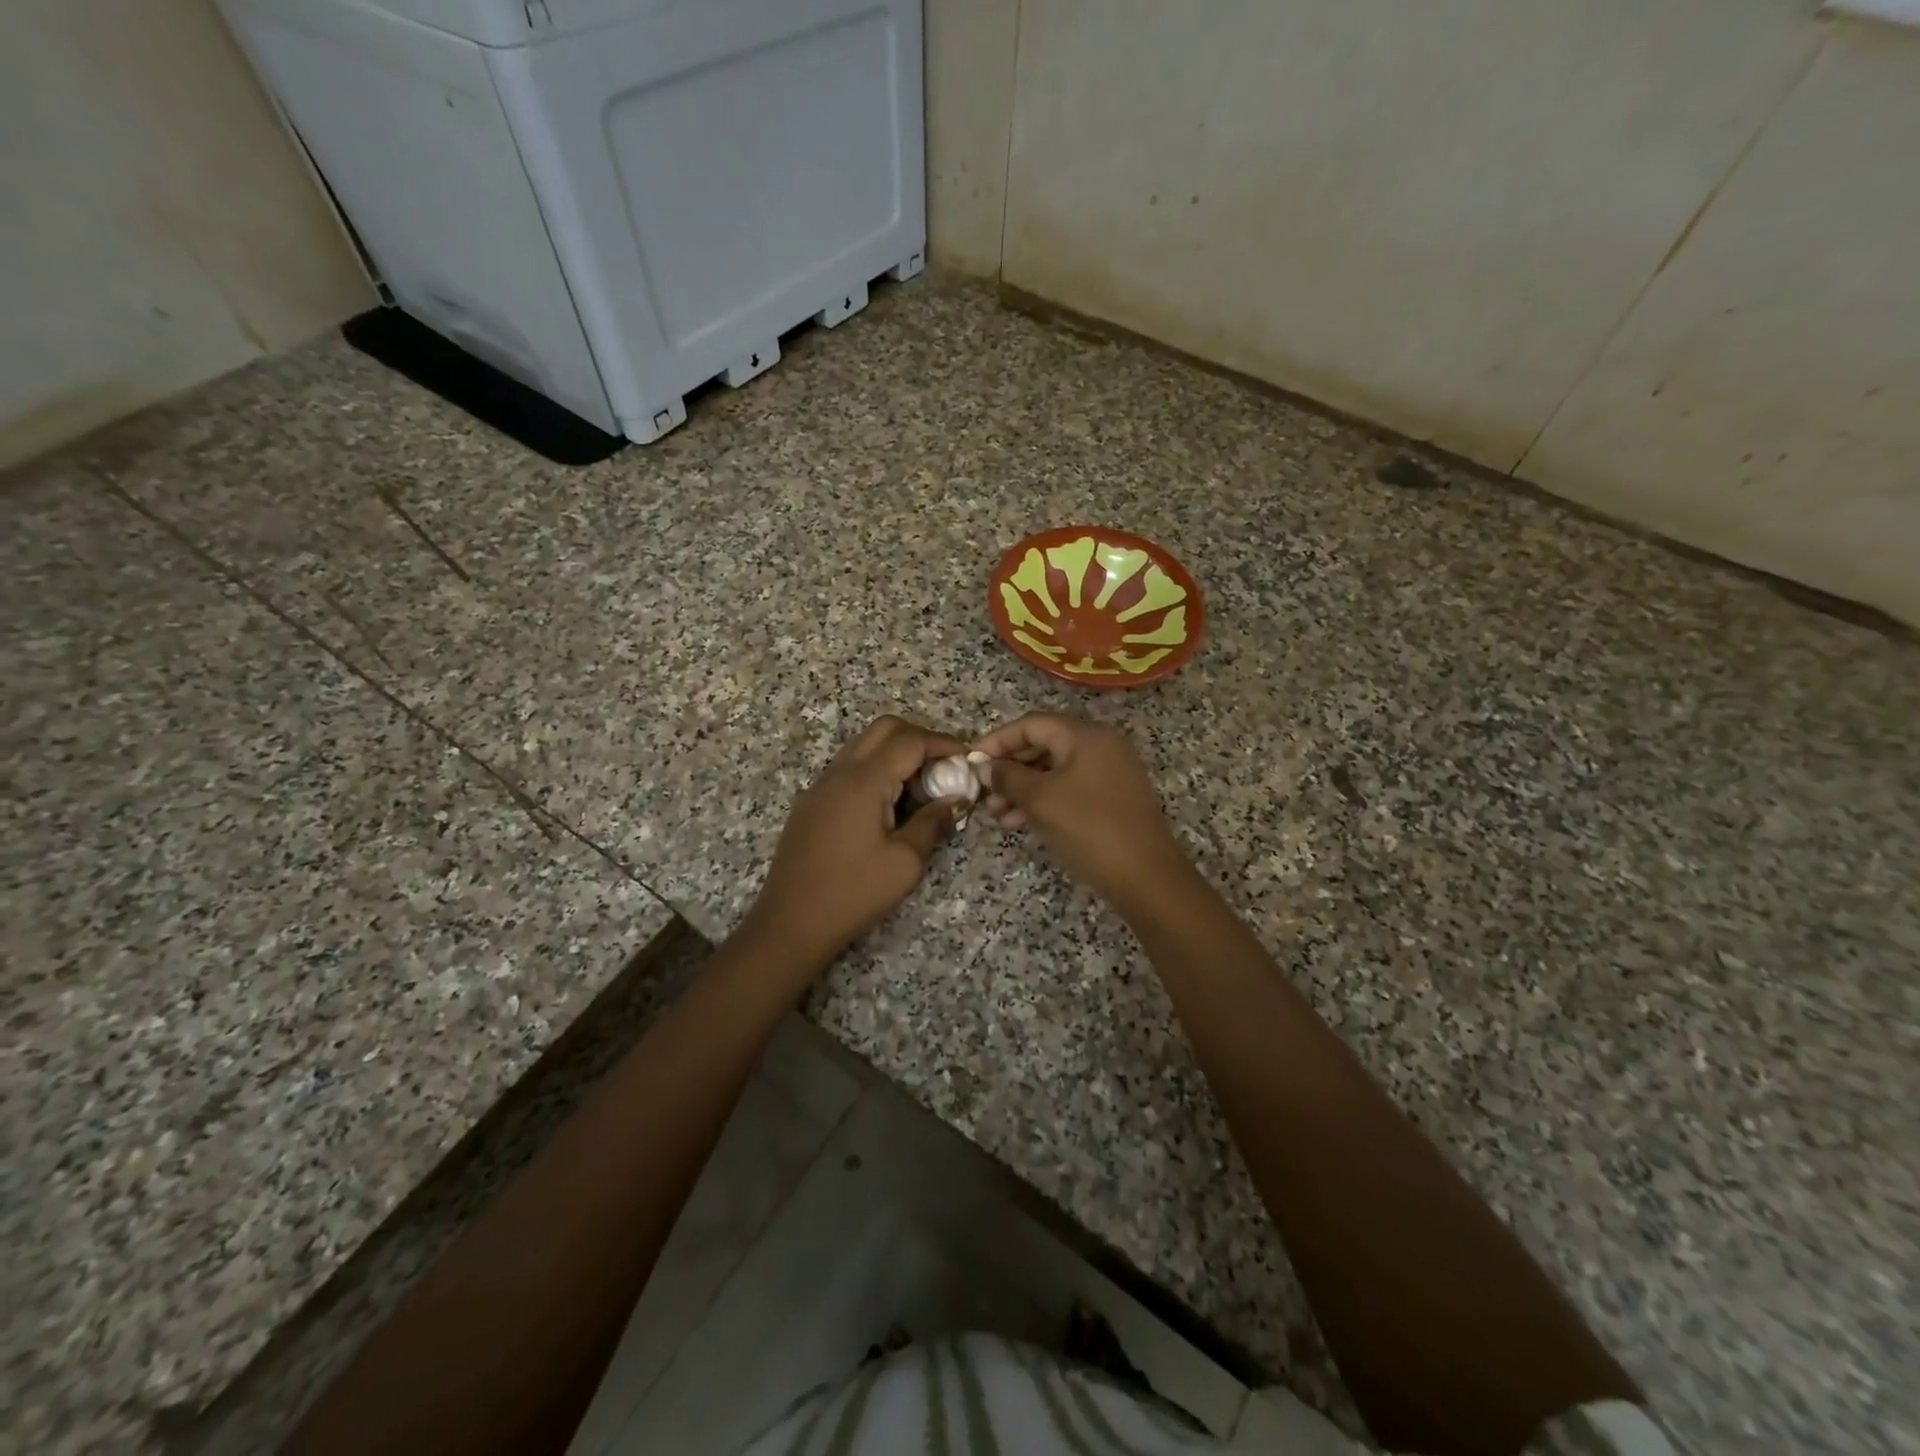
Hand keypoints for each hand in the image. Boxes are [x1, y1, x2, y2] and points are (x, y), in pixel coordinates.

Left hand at [740, 716, 968, 969]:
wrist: (791, 923)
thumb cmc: (853, 894)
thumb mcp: (904, 862)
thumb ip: (933, 822)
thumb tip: (956, 800)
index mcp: (863, 781)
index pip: (910, 740)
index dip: (943, 744)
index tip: (967, 760)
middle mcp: (839, 772)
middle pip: (884, 729)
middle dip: (919, 739)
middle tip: (943, 769)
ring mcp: (821, 785)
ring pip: (864, 745)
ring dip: (896, 754)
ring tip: (921, 789)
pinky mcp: (812, 802)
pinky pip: (849, 767)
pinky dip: (876, 770)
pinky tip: (891, 805)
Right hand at [973, 713, 1192, 912]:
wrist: (1146, 878)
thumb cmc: (1090, 830)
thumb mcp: (1042, 801)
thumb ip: (1008, 778)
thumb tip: (984, 767)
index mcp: (1086, 736)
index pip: (1032, 725)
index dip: (997, 741)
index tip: (971, 763)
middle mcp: (1100, 746)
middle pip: (1042, 744)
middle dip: (1008, 767)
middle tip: (982, 790)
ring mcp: (1107, 772)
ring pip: (1053, 770)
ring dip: (1021, 788)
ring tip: (995, 812)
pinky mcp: (1109, 798)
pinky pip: (1067, 788)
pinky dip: (1041, 800)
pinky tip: (1017, 822)